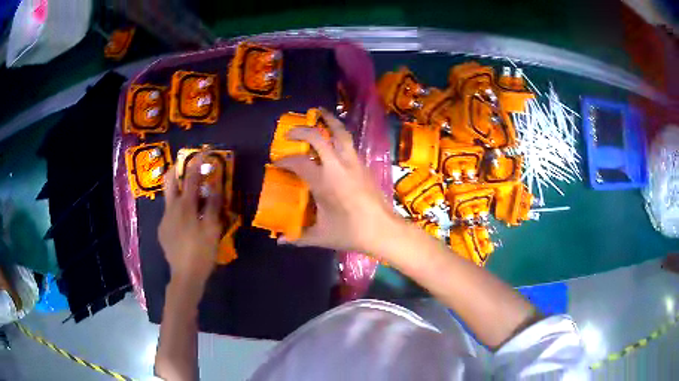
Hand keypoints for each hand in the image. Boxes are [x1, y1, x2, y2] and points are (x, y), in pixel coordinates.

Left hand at [158, 156, 222, 292]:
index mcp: (185, 206)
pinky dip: (178, 210)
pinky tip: (186, 223)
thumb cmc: (202, 252)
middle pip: (169, 180)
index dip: (197, 162)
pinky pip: (169, 213)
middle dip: (177, 168)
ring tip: (191, 199)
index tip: (204, 151)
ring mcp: (164, 219)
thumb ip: (214, 205)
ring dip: (178, 191)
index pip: (191, 177)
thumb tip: (216, 186)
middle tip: (186, 166)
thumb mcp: (213, 229)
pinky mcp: (162, 230)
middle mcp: (171, 208)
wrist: (185, 275)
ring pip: (169, 198)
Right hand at [274, 109, 398, 255]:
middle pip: (318, 137)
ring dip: (328, 120)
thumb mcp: (321, 236)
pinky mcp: (364, 164)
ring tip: (319, 112)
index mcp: (323, 181)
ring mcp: (353, 162)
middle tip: (290, 133)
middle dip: (301, 130)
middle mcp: (337, 165)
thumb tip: (279, 242)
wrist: (384, 230)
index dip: (284, 160)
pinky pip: (349, 142)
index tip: (277, 163)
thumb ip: (298, 237)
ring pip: (340, 132)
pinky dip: (339, 134)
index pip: (298, 162)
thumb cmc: (351, 233)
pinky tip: (335, 138)